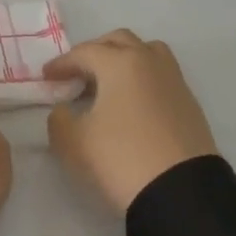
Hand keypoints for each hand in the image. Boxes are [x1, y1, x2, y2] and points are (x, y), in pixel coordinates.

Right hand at [44, 30, 218, 213]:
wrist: (180, 193)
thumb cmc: (121, 159)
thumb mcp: (73, 142)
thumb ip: (59, 119)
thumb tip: (64, 109)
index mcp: (120, 63)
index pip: (84, 53)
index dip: (62, 64)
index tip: (46, 77)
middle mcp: (150, 62)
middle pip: (119, 41)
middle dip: (94, 52)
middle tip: (77, 74)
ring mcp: (174, 81)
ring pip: (147, 52)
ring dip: (124, 59)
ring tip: (108, 84)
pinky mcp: (189, 103)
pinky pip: (161, 76)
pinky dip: (142, 79)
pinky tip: (131, 104)